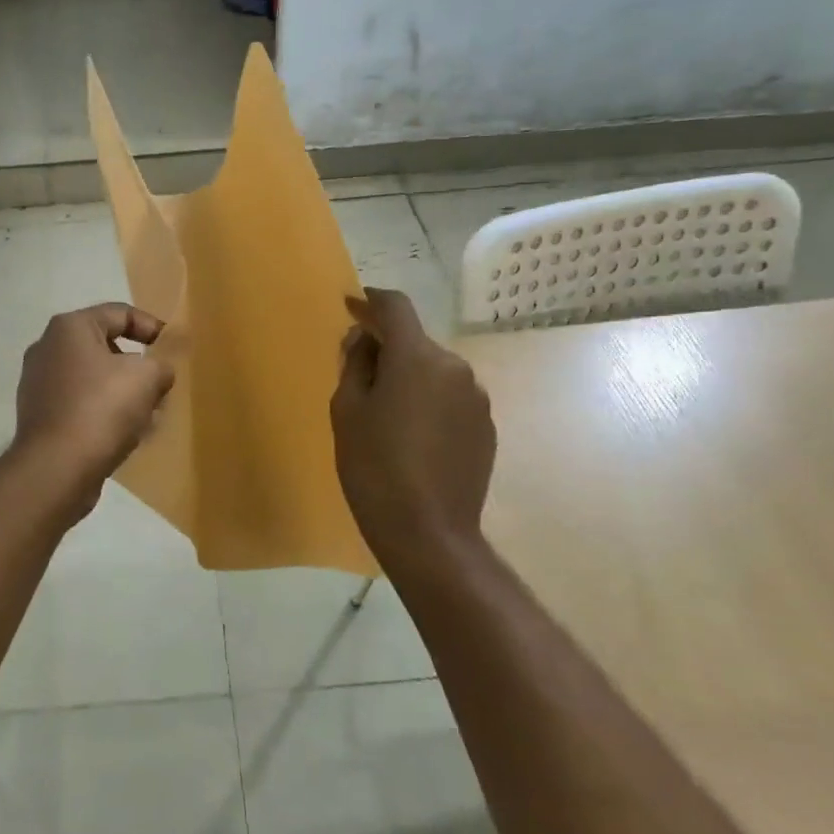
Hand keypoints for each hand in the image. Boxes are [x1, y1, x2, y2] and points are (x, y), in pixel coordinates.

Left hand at [13, 302, 174, 501]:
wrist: (56, 468)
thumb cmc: (102, 409)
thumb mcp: (147, 378)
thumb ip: (161, 365)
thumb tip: (158, 372)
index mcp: (70, 327)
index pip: (120, 313)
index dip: (152, 327)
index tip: (173, 349)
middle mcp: (48, 348)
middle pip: (105, 347)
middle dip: (138, 365)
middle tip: (161, 385)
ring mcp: (39, 384)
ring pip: (94, 379)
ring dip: (123, 392)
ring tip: (149, 414)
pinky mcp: (40, 416)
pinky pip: (81, 404)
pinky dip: (104, 413)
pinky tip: (125, 434)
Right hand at [332, 288, 496, 571]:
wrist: (428, 532)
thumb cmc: (374, 467)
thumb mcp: (347, 411)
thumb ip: (355, 363)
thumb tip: (366, 338)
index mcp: (417, 357)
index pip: (396, 307)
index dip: (371, 301)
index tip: (352, 305)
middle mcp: (454, 367)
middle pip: (415, 341)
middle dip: (388, 348)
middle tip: (359, 375)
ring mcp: (476, 398)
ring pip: (434, 371)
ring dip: (410, 377)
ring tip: (386, 414)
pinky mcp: (486, 427)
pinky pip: (450, 398)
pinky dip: (430, 402)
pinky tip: (413, 436)